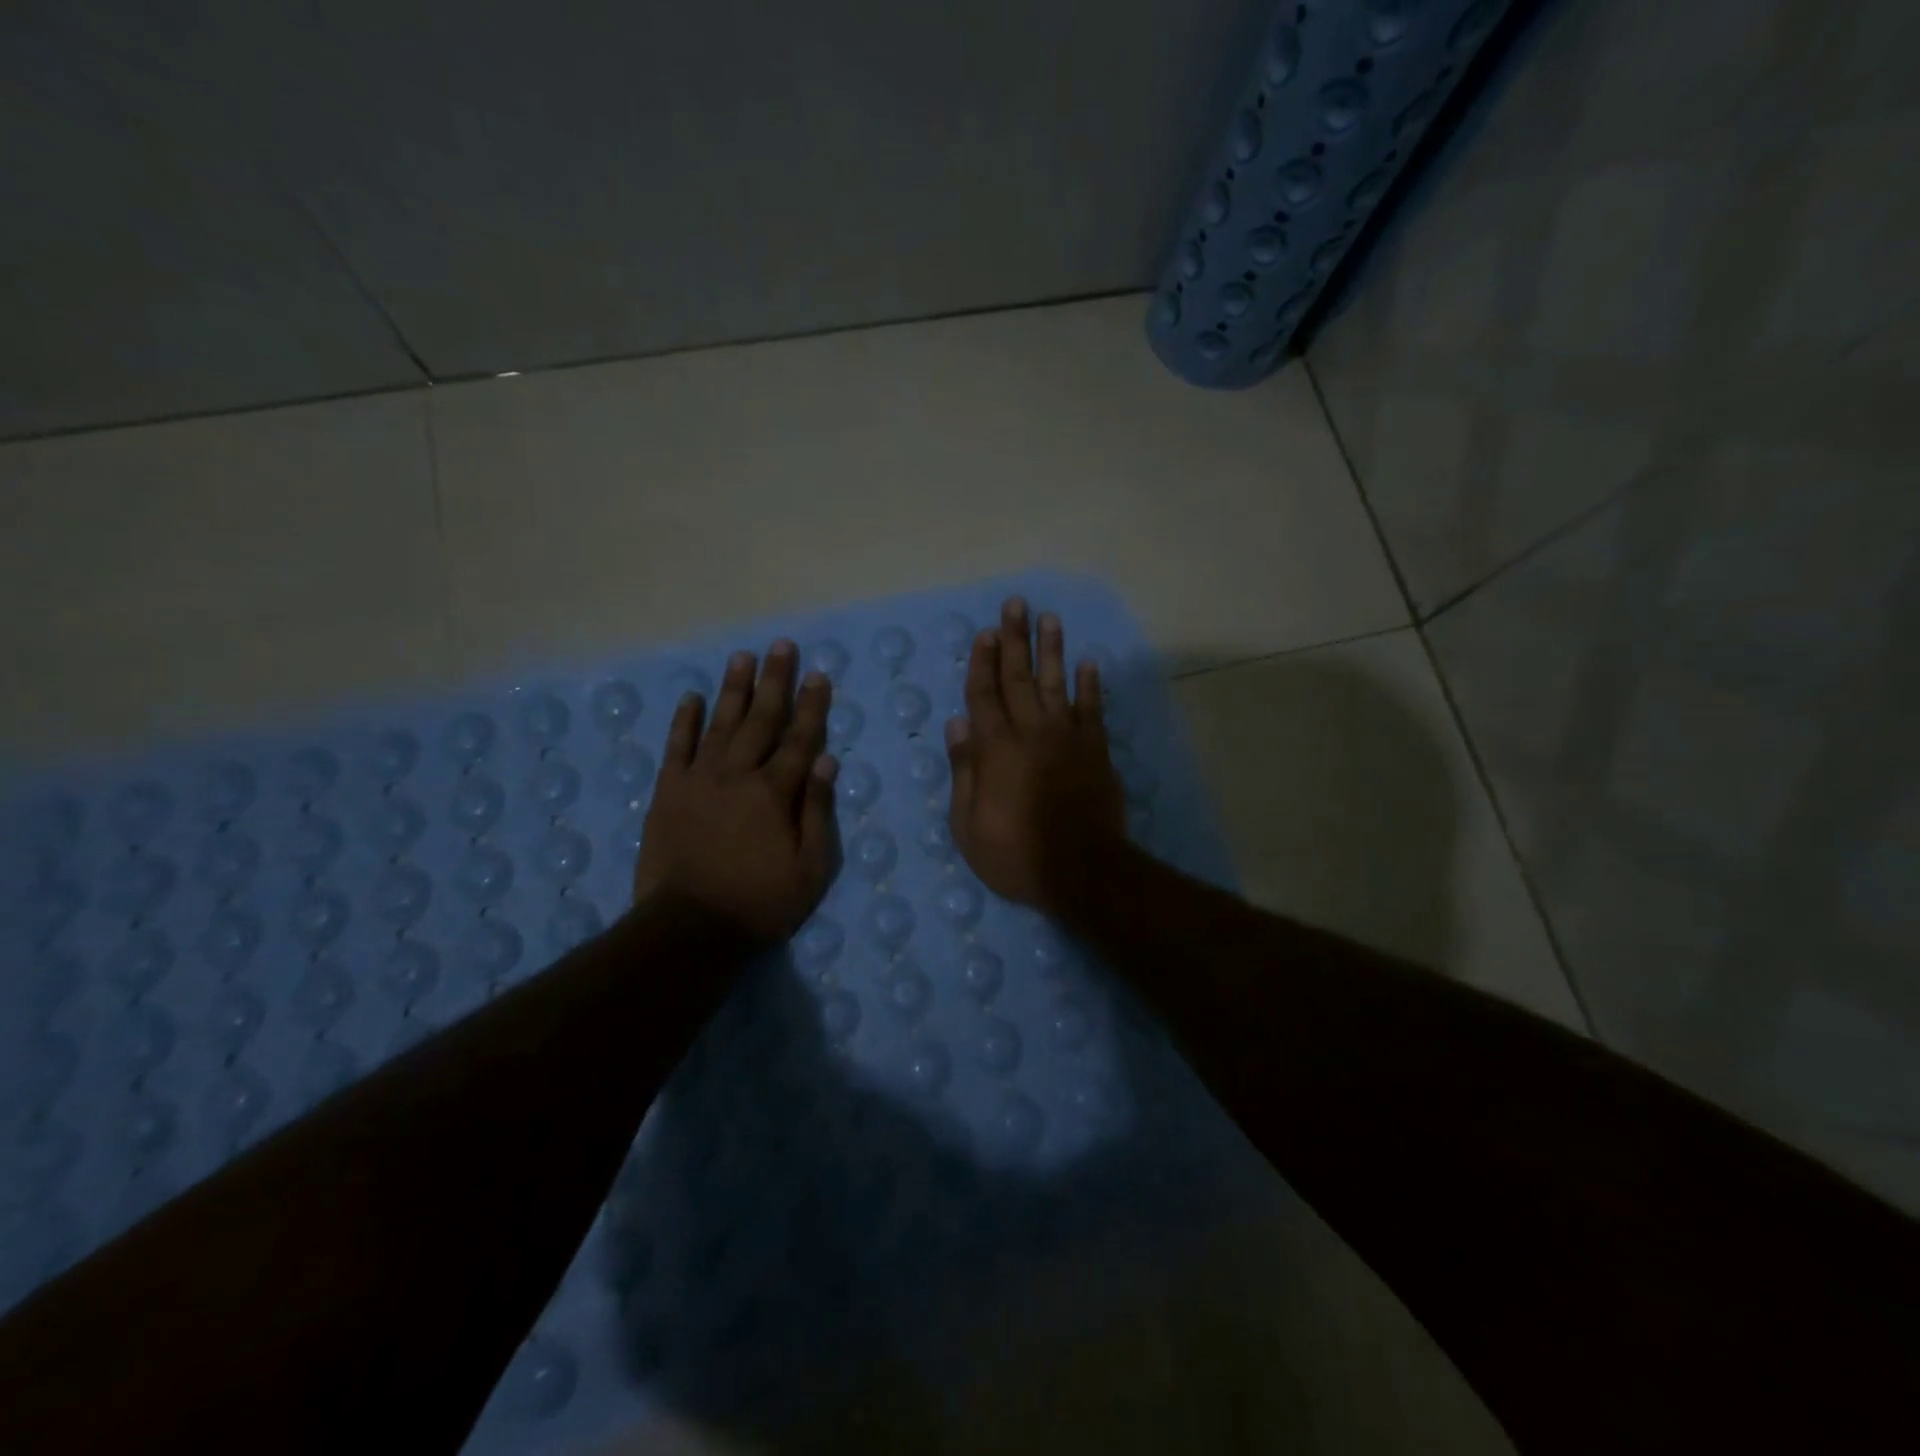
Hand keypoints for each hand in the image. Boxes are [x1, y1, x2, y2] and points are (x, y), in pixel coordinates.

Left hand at [634, 640, 839, 942]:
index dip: (811, 706)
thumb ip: (817, 810)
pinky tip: (691, 696)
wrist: (689, 928)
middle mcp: (738, 774)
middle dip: (774, 681)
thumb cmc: (760, 902)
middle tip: (781, 646)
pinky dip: (684, 721)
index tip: (818, 674)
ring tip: (742, 657)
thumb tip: (827, 760)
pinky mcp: (668, 792)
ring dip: (733, 689)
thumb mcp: (810, 867)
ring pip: (720, 724)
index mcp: (775, 792)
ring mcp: (699, 780)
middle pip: (761, 720)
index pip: (800, 739)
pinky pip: (676, 747)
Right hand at [945, 597, 1125, 912]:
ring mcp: (1067, 738)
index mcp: (995, 749)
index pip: (983, 695)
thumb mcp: (968, 824)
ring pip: (1056, 683)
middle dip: (1014, 639)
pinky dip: (1091, 684)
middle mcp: (1031, 732)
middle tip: (1016, 604)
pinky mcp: (1096, 751)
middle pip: (1018, 678)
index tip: (985, 632)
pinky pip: (1093, 709)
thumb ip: (964, 770)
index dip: (982, 662)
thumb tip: (957, 723)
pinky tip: (1089, 661)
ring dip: (1052, 649)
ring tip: (1050, 618)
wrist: (1082, 871)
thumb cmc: (1015, 854)